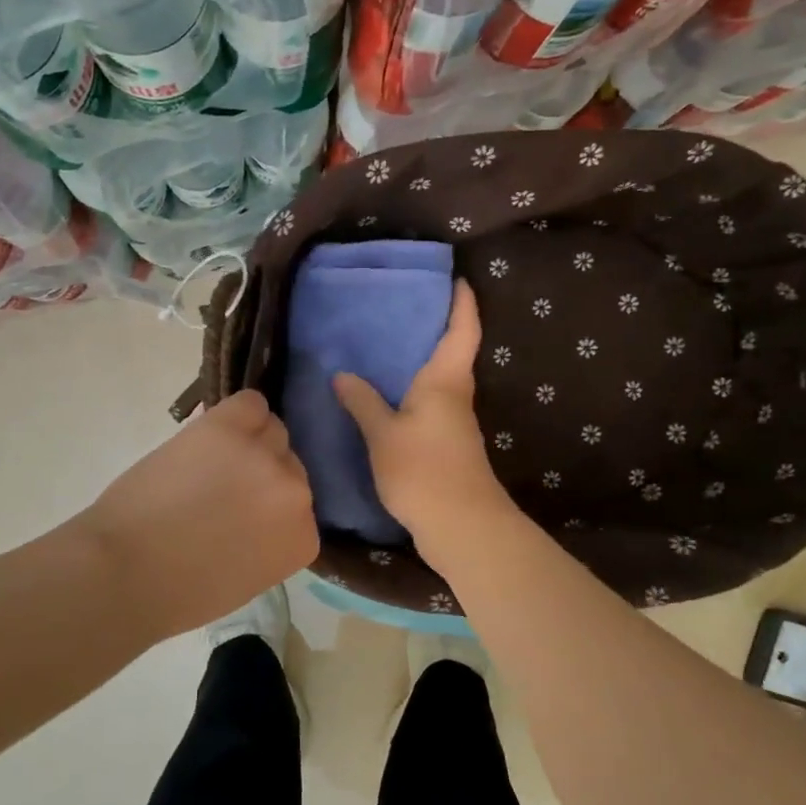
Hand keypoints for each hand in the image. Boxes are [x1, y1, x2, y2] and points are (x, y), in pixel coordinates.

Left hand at [79, 390, 318, 639]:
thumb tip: (260, 508)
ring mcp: (264, 456)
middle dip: (262, 475)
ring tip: (211, 461)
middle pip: (290, 464)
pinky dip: (236, 414)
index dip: (270, 507)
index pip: (301, 506)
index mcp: (302, 538)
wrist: (126, 572)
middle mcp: (296, 492)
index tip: (244, 517)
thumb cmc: (180, 593)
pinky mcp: (227, 428)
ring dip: (249, 443)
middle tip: (223, 488)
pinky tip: (212, 432)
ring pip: (272, 430)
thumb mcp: (248, 577)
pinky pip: (249, 403)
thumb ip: (270, 539)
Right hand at [333, 279, 517, 550]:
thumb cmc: (424, 471)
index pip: (462, 329)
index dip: (462, 302)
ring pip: (440, 377)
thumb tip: (342, 375)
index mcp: (446, 380)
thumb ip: (362, 402)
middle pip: (453, 349)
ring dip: (422, 359)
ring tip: (386, 344)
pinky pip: (430, 402)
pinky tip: (387, 393)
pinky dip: (413, 389)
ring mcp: (454, 421)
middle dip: (436, 325)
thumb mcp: (383, 434)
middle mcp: (455, 394)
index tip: (457, 278)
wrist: (461, 526)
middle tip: (403, 305)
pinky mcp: (447, 443)